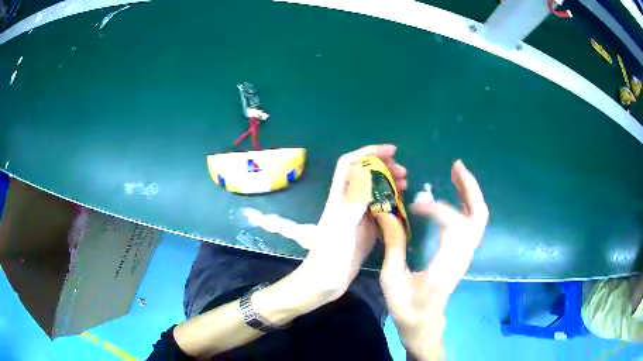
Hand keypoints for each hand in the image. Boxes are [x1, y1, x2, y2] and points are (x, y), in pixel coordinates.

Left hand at [298, 144, 407, 301]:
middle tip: (404, 173)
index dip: (368, 152)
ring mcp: (356, 217)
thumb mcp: (342, 228)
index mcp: (339, 198)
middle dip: (384, 167)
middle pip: (364, 174)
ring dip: (389, 184)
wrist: (323, 283)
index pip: (350, 164)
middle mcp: (347, 203)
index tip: (391, 151)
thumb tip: (366, 171)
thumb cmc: (330, 257)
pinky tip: (402, 206)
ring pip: (373, 191)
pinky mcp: (364, 230)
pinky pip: (379, 209)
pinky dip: (391, 202)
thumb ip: (354, 201)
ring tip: (406, 185)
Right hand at [377, 160, 487, 358]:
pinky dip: (468, 203)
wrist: (424, 324)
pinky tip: (456, 193)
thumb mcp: (392, 280)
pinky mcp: (463, 254)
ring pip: (479, 218)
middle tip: (456, 166)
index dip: (436, 208)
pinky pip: (472, 223)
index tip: (415, 204)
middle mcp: (462, 257)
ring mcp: (466, 255)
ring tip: (456, 172)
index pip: (453, 226)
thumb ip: (393, 245)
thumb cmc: (407, 308)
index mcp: (446, 267)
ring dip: (471, 192)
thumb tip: (386, 212)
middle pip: (478, 217)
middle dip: (470, 188)